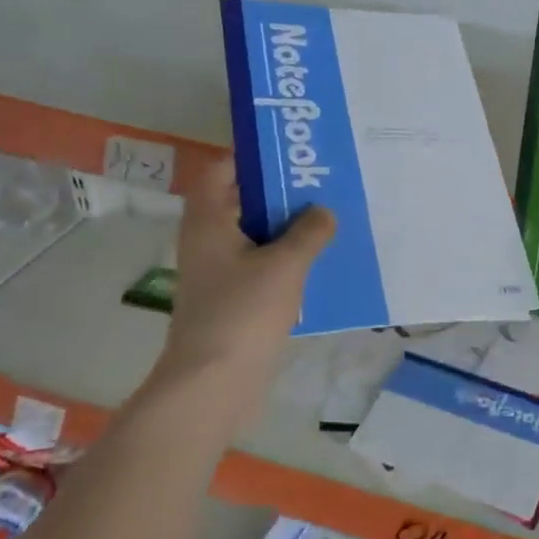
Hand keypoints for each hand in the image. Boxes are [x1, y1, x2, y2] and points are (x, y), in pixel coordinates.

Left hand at [148, 157, 334, 395]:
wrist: (214, 383)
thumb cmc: (243, 312)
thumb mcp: (285, 264)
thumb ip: (309, 232)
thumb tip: (324, 212)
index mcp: (209, 222)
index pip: (220, 172)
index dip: (250, 159)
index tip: (290, 155)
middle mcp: (208, 241)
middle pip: (241, 203)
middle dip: (280, 194)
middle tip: (322, 184)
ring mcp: (219, 273)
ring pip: (255, 237)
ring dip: (287, 229)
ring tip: (329, 219)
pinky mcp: (232, 300)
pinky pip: (261, 267)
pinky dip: (286, 260)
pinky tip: (320, 262)